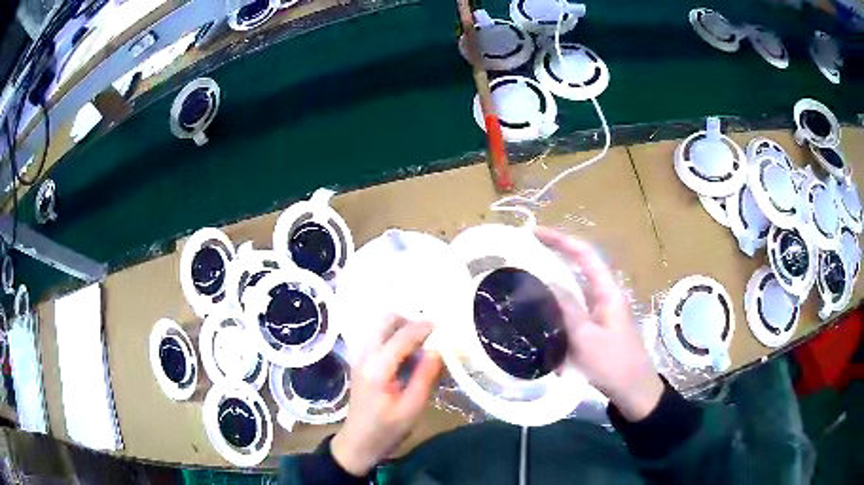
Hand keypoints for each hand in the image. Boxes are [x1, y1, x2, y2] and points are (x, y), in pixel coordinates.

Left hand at [331, 316, 442, 475]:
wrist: (358, 442)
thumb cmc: (387, 429)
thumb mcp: (412, 407)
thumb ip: (425, 376)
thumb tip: (437, 349)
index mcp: (378, 367)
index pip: (403, 335)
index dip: (425, 328)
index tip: (445, 328)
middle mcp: (366, 355)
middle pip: (386, 321)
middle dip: (410, 322)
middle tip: (431, 336)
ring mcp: (360, 357)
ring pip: (381, 327)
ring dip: (402, 329)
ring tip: (422, 346)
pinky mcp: (361, 362)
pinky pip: (378, 338)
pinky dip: (394, 338)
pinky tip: (408, 356)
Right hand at [535, 226, 662, 421]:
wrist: (631, 390)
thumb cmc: (612, 362)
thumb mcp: (586, 337)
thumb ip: (567, 308)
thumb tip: (548, 282)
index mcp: (607, 292)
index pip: (585, 255)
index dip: (561, 240)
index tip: (535, 233)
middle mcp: (604, 297)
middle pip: (578, 271)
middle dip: (553, 262)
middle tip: (524, 260)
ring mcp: (599, 314)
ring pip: (572, 295)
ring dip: (553, 293)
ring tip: (526, 293)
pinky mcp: (594, 329)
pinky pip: (572, 316)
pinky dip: (557, 317)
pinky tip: (541, 327)